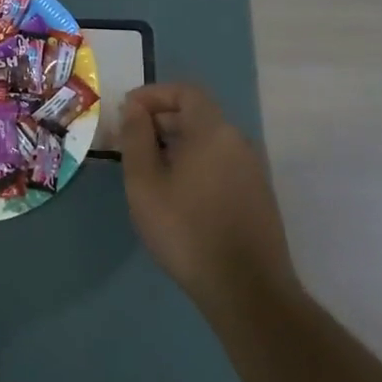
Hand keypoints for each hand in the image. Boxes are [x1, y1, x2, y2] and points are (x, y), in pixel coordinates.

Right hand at [120, 83, 298, 315]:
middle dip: (159, 121)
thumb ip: (137, 138)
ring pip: (207, 141)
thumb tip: (134, 109)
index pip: (185, 91)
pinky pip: (219, 163)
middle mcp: (238, 142)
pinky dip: (193, 164)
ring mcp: (252, 170)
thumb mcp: (145, 182)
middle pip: (197, 115)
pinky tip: (174, 194)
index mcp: (214, 131)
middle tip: (128, 143)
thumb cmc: (187, 229)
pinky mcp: (256, 196)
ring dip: (174, 144)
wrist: (247, 290)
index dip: (153, 95)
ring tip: (145, 170)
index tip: (125, 113)